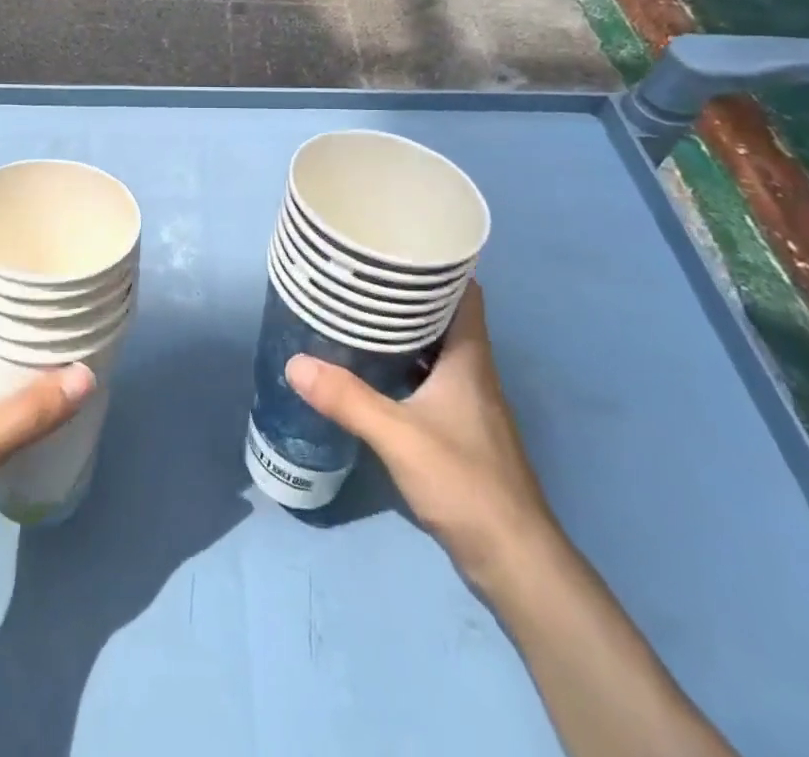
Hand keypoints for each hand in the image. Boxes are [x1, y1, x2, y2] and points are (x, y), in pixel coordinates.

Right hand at [286, 283, 555, 584]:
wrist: (514, 561)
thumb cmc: (466, 483)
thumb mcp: (398, 436)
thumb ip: (347, 399)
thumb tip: (294, 363)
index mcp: (469, 358)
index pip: (463, 292)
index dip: (437, 265)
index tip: (396, 247)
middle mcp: (473, 371)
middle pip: (443, 316)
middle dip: (406, 294)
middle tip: (359, 277)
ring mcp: (469, 403)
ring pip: (434, 348)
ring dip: (402, 331)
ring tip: (356, 314)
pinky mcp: (460, 430)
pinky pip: (428, 378)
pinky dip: (402, 365)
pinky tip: (370, 371)